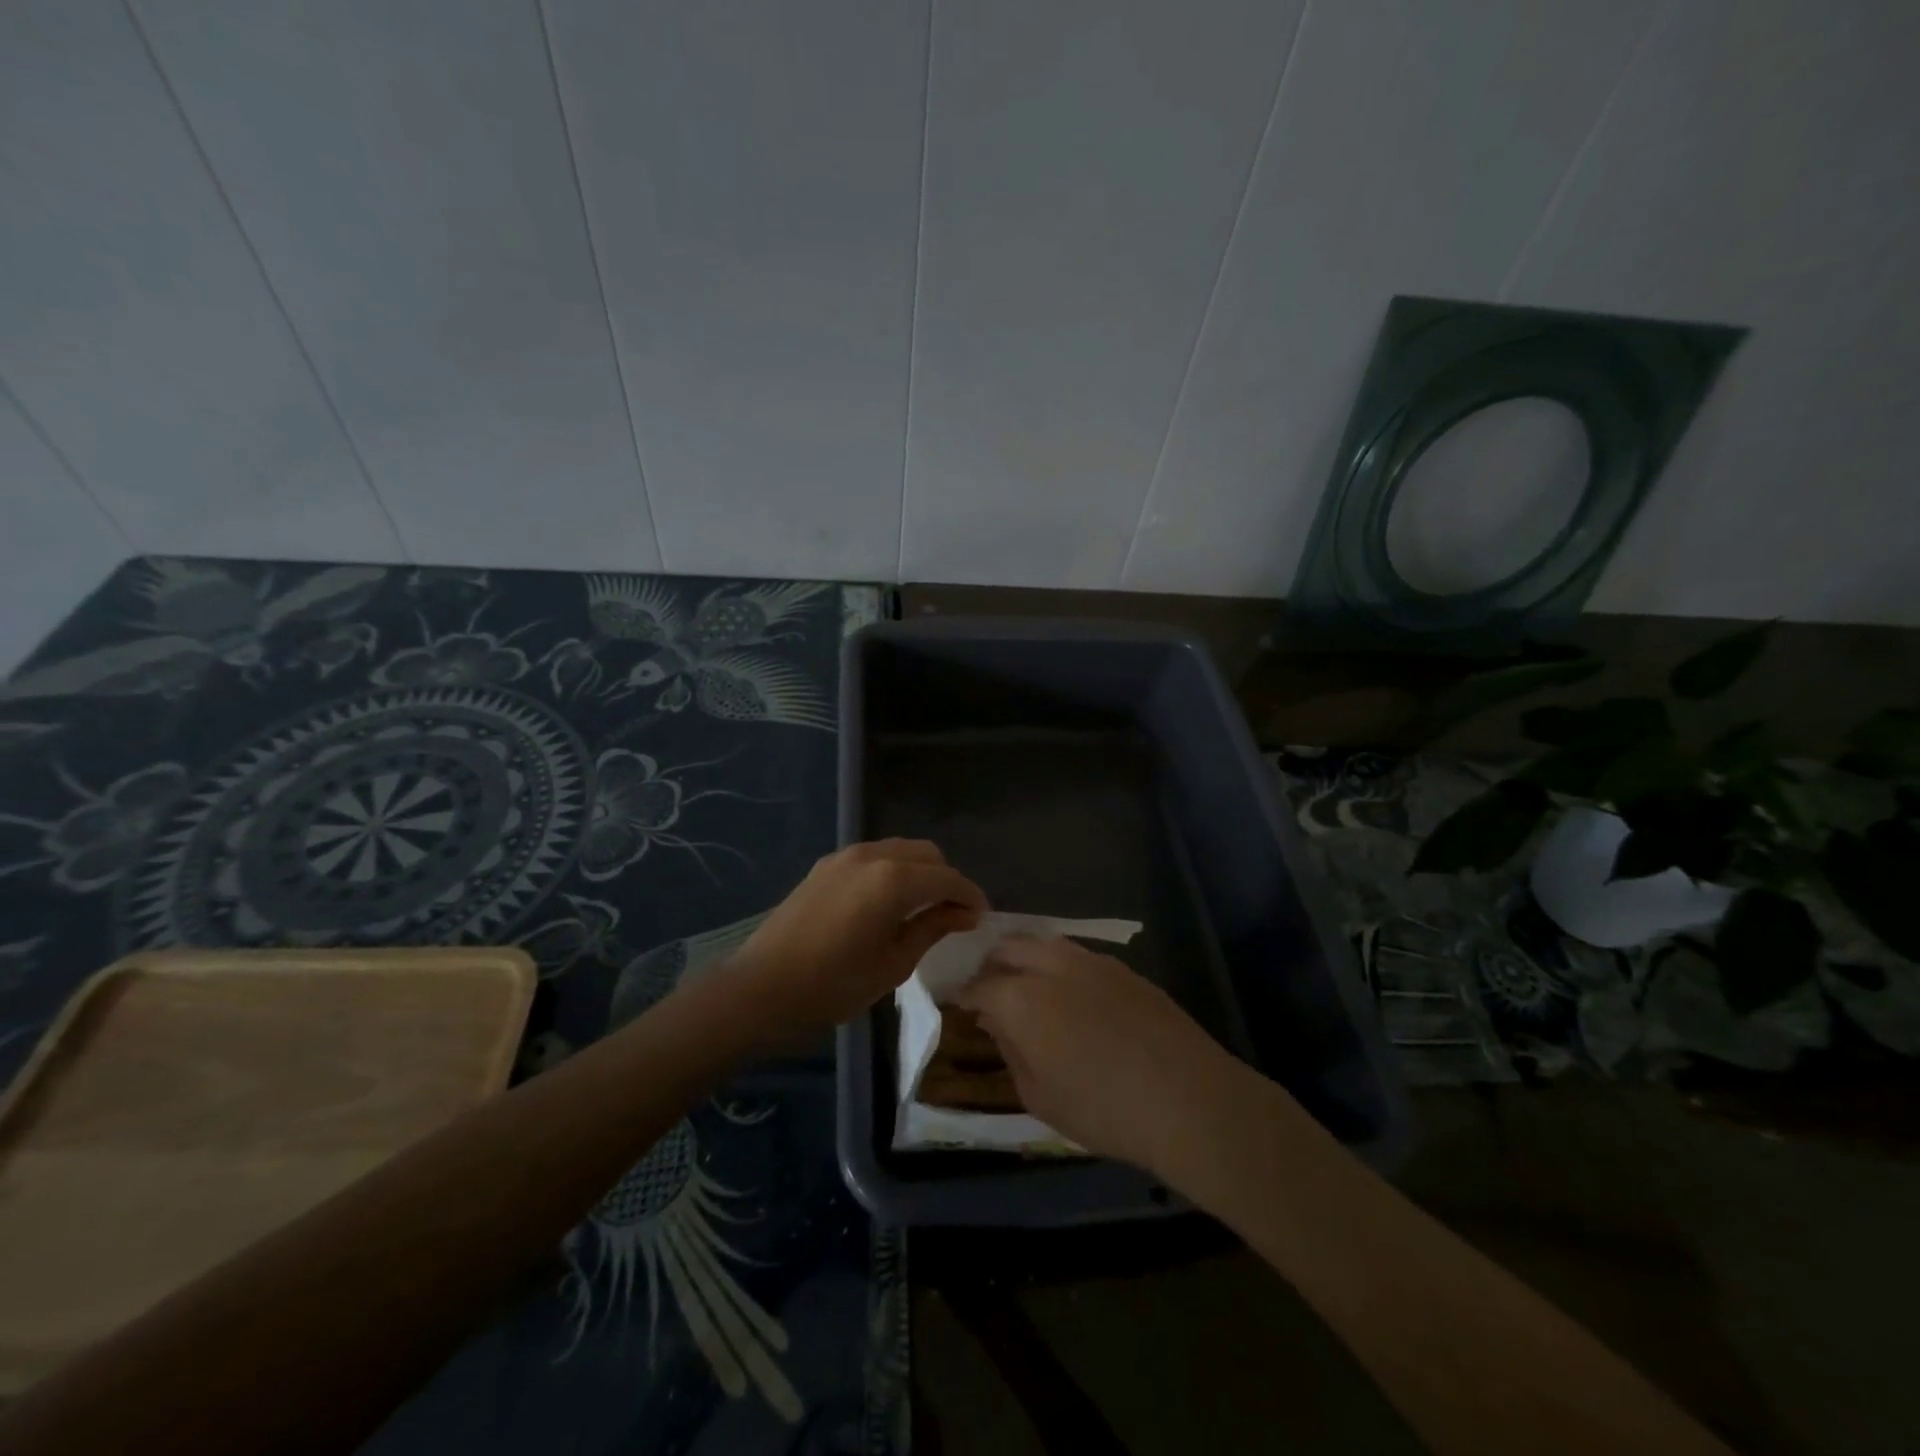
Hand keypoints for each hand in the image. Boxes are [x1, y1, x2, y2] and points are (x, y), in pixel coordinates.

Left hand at [726, 839, 986, 1033]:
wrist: (761, 987)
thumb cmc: (833, 984)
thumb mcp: (893, 964)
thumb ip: (932, 928)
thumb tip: (964, 913)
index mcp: (894, 879)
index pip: (948, 878)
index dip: (970, 896)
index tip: (981, 918)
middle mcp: (872, 855)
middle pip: (927, 854)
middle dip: (946, 879)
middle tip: (953, 915)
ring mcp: (845, 856)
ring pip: (900, 850)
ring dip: (920, 872)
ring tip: (923, 908)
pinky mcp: (826, 865)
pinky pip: (874, 857)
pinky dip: (893, 871)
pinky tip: (889, 902)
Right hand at [956, 935, 1257, 1179]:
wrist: (1188, 1098)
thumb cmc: (1103, 1109)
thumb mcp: (1039, 1096)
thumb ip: (1010, 1051)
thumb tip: (997, 1023)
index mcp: (1021, 998)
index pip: (979, 985)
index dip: (964, 994)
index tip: (958, 1003)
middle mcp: (1051, 966)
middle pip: (1009, 947)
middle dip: (992, 964)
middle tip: (990, 990)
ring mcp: (1091, 961)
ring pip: (1044, 943)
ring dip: (1026, 958)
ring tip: (1028, 986)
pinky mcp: (1123, 968)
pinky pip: (1078, 956)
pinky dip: (1060, 966)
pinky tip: (1072, 995)